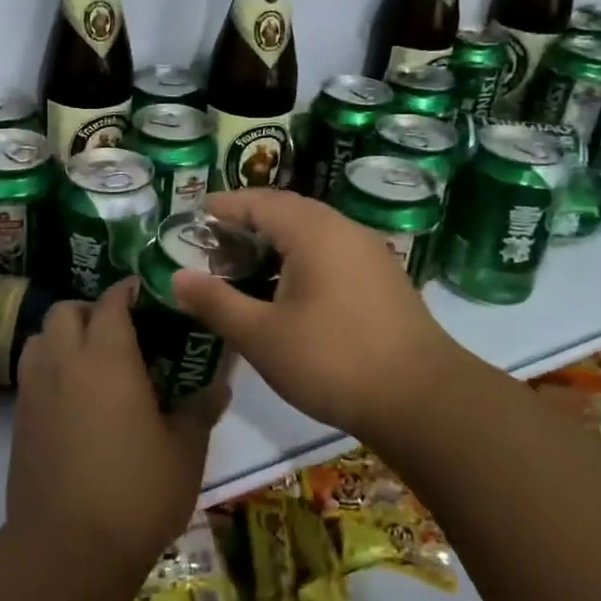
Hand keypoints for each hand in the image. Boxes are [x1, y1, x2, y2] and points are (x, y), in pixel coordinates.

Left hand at [8, 279, 228, 580]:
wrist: (67, 549)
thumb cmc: (136, 492)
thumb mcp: (184, 451)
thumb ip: (200, 409)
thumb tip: (219, 385)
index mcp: (107, 357)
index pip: (111, 302)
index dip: (128, 291)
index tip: (146, 293)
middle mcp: (64, 361)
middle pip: (66, 310)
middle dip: (91, 310)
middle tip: (120, 332)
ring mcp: (34, 390)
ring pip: (40, 337)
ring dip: (63, 336)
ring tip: (92, 361)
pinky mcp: (18, 420)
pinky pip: (31, 373)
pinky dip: (50, 368)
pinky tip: (74, 399)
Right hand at [170, 188, 466, 441]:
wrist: (423, 399)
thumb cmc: (333, 360)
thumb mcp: (262, 335)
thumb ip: (216, 302)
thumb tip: (177, 277)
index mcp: (313, 231)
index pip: (259, 201)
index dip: (224, 205)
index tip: (195, 213)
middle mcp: (344, 229)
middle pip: (288, 210)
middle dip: (249, 219)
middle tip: (215, 240)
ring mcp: (370, 252)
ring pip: (313, 231)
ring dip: (277, 239)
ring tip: (246, 263)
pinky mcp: (384, 278)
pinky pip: (333, 250)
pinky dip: (302, 256)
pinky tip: (289, 288)